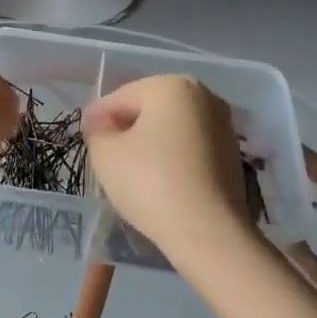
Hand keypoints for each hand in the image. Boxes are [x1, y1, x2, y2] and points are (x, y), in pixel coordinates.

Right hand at [82, 75, 254, 256]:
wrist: (207, 231)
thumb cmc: (150, 182)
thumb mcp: (105, 154)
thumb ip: (98, 132)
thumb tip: (104, 126)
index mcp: (172, 86)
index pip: (121, 97)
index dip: (98, 116)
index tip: (84, 134)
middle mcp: (204, 96)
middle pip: (150, 109)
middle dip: (126, 127)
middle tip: (104, 150)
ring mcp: (224, 125)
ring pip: (172, 129)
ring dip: (150, 142)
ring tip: (129, 168)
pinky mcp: (232, 155)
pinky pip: (190, 148)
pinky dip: (171, 157)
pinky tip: (157, 179)